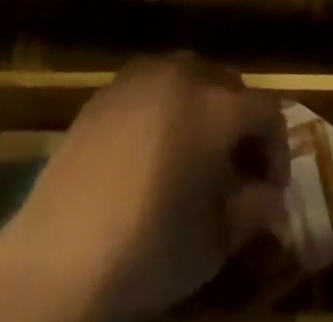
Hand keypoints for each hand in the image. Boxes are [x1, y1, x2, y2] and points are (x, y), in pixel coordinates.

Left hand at [0, 55, 288, 321]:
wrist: (56, 257)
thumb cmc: (146, 250)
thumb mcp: (212, 244)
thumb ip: (251, 211)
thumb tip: (270, 199)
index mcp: (217, 106)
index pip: (268, 109)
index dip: (276, 148)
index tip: (268, 191)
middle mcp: (184, 74)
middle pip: (230, 84)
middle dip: (241, 123)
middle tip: (235, 171)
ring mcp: (141, 76)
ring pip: (190, 76)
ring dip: (203, 108)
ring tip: (193, 157)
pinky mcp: (107, 89)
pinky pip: (151, 86)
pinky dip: (165, 108)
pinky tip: (151, 152)